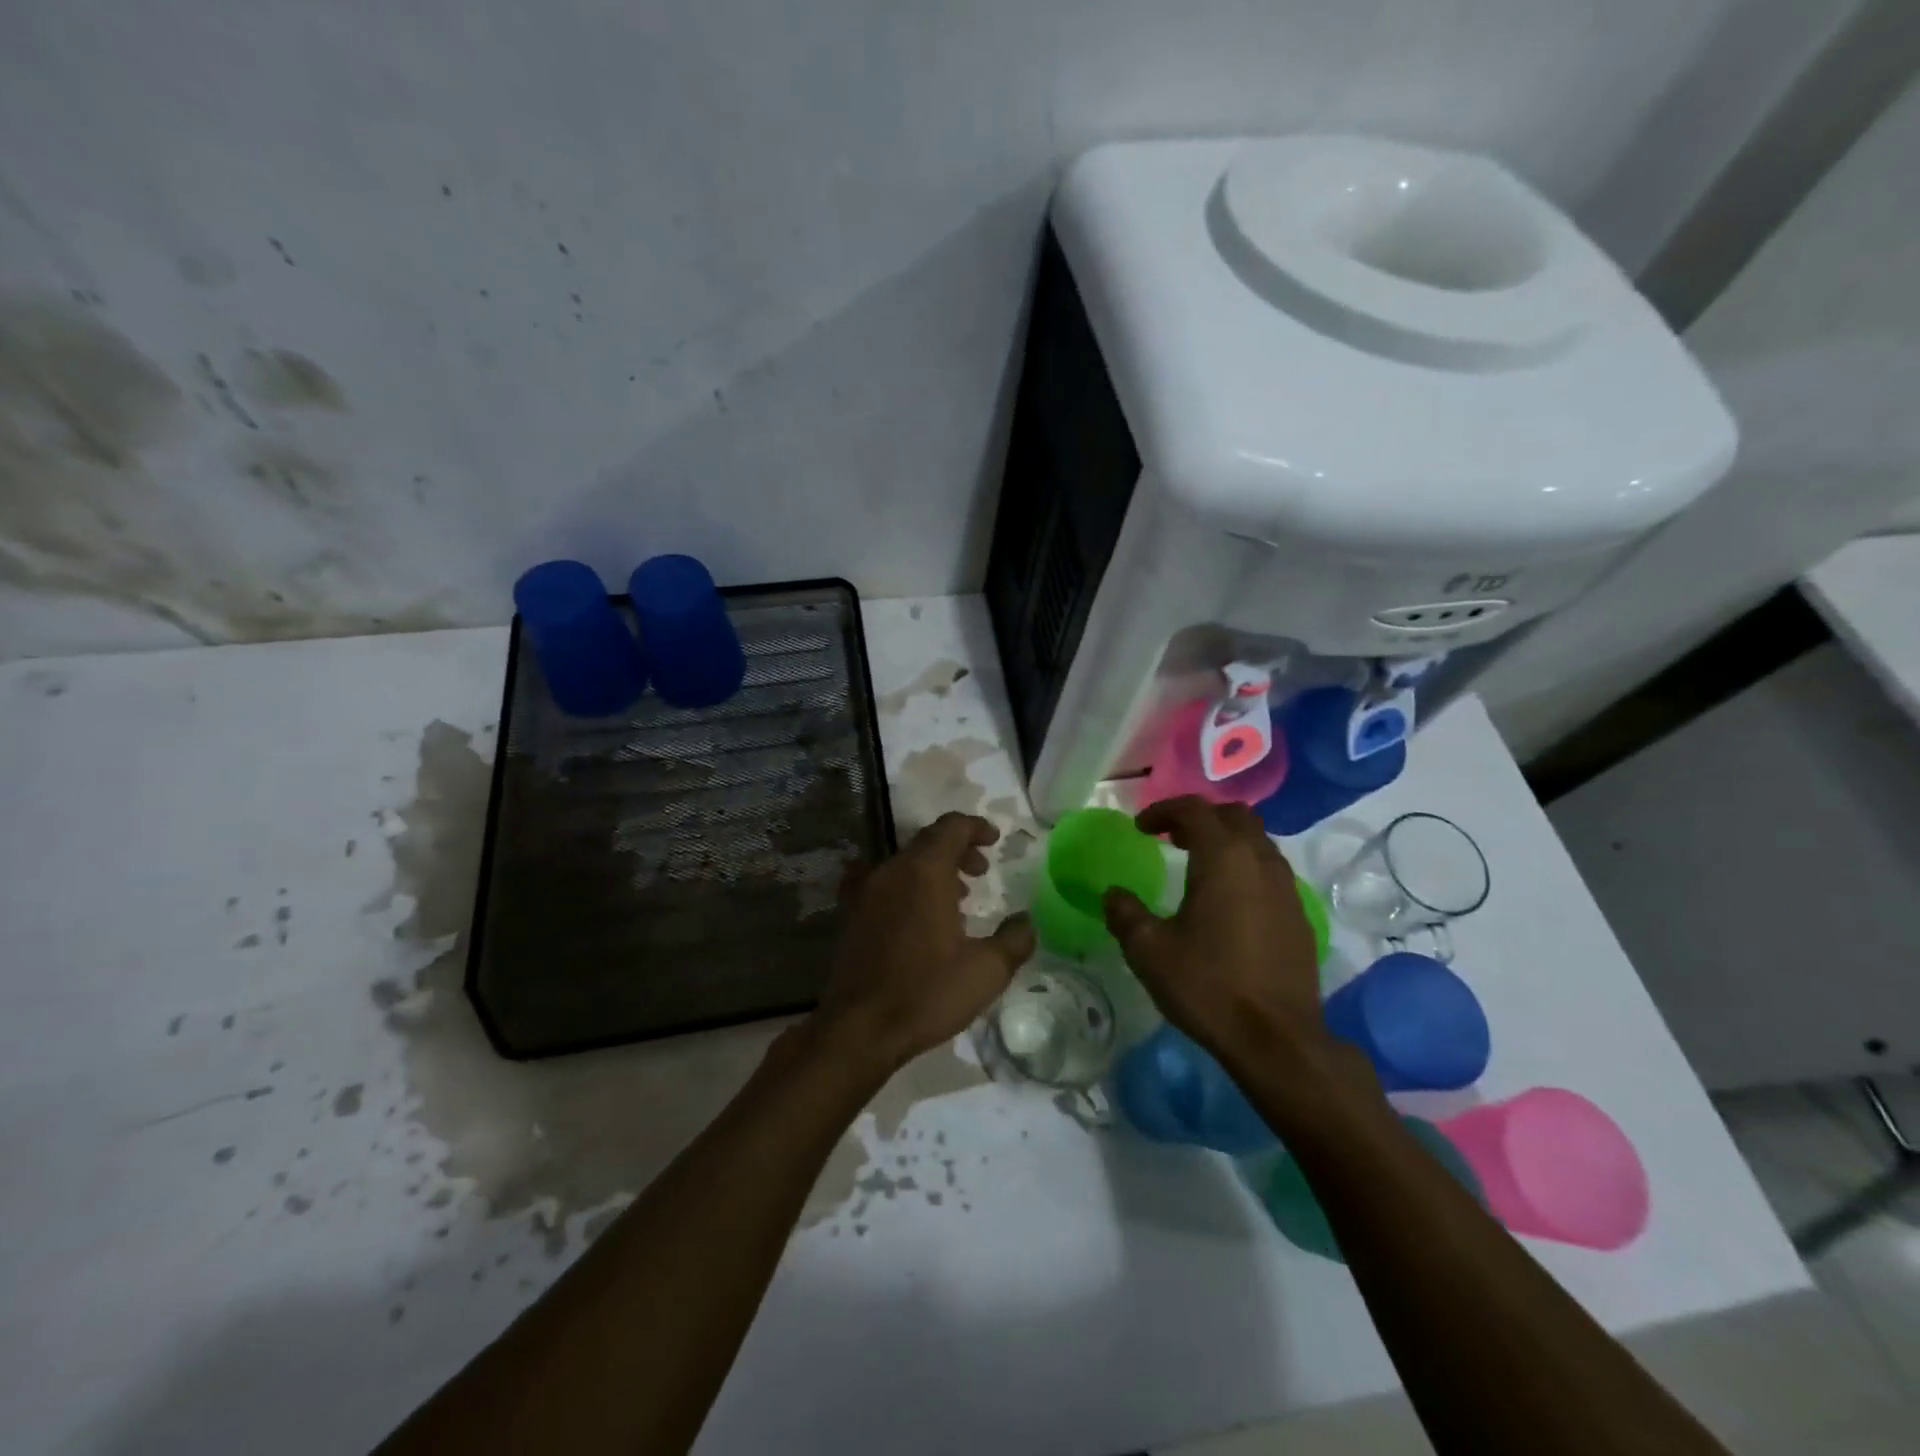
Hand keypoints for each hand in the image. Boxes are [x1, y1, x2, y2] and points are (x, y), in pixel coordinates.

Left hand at [816, 812, 1034, 1074]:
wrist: (858, 1028)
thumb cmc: (926, 993)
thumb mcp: (986, 971)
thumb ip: (1014, 940)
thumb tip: (1028, 921)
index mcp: (924, 871)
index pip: (951, 827)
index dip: (976, 827)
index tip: (995, 840)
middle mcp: (890, 869)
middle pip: (927, 841)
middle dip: (958, 849)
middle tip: (980, 872)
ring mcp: (864, 890)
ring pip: (904, 862)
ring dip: (933, 869)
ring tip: (957, 898)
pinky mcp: (849, 913)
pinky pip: (883, 882)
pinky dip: (907, 886)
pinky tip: (918, 917)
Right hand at [1102, 797, 1325, 1063]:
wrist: (1277, 1040)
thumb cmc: (1208, 986)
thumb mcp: (1149, 951)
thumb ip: (1125, 914)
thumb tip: (1113, 894)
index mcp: (1223, 858)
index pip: (1194, 810)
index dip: (1163, 810)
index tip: (1140, 828)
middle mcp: (1260, 861)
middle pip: (1234, 815)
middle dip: (1200, 817)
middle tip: (1171, 837)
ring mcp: (1286, 888)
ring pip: (1257, 841)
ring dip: (1226, 841)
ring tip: (1197, 865)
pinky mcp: (1298, 916)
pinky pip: (1270, 870)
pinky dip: (1245, 867)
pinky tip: (1227, 901)